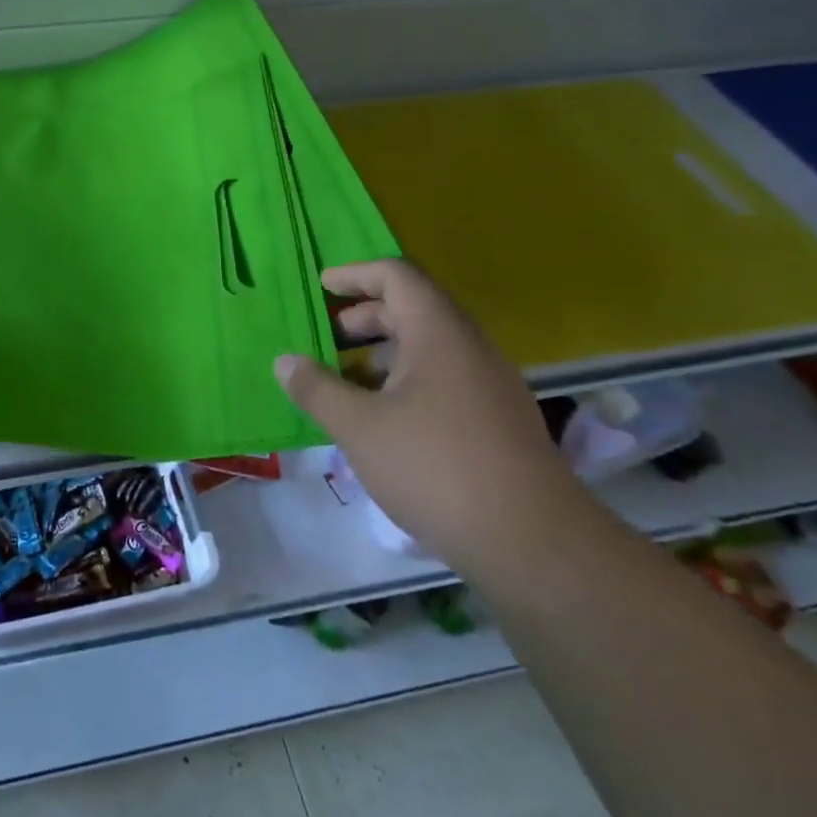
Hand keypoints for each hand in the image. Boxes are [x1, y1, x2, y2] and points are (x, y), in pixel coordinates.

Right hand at [275, 260, 588, 577]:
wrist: (531, 542)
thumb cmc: (435, 467)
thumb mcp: (358, 426)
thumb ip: (316, 388)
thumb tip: (284, 361)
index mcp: (438, 333)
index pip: (397, 276)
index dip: (355, 274)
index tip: (321, 286)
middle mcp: (469, 348)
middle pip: (414, 308)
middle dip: (365, 316)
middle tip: (327, 337)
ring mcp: (489, 385)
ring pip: (430, 347)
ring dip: (384, 353)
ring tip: (347, 380)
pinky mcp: (497, 420)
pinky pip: (444, 378)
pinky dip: (406, 381)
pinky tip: (383, 418)